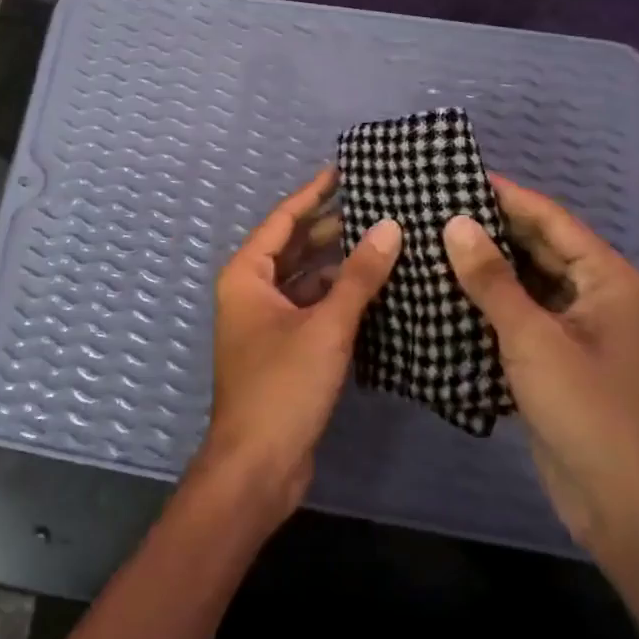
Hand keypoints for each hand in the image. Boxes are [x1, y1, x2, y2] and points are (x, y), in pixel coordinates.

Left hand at [198, 169, 400, 521]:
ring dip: (340, 264)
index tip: (345, 171)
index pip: (284, 220)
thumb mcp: (325, 327)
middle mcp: (252, 292)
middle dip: (332, 227)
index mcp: (247, 276)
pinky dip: (339, 297)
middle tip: (377, 205)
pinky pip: (313, 308)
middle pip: (295, 247)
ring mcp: (267, 323)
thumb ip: (359, 276)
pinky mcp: (285, 350)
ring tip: (385, 241)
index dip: (314, 193)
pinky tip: (376, 290)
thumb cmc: (282, 387)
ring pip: (307, 280)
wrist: (258, 468)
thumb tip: (391, 227)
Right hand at [443, 175, 638, 560]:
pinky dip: (493, 303)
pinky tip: (451, 294)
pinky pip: (525, 316)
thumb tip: (455, 223)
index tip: (459, 175)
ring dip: (489, 267)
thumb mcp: (532, 338)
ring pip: (531, 283)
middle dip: (492, 230)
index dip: (507, 196)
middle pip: (542, 248)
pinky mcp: (565, 361)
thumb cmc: (586, 410)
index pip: (552, 221)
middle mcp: (600, 298)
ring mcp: (583, 332)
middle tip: (437, 207)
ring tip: (435, 243)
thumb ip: (491, 279)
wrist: (623, 507)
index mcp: (609, 281)